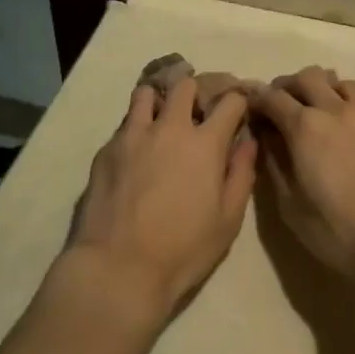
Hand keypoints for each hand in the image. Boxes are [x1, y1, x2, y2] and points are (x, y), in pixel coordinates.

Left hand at [65, 76, 257, 322]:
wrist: (118, 268)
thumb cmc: (182, 249)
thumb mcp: (228, 220)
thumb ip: (241, 174)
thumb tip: (248, 142)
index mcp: (204, 143)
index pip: (229, 101)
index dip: (237, 102)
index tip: (237, 112)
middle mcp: (169, 127)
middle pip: (184, 85)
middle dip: (195, 93)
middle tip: (196, 115)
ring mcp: (133, 135)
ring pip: (146, 93)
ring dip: (159, 102)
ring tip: (161, 123)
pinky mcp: (106, 149)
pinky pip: (125, 125)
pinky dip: (136, 130)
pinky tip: (136, 156)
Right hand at [249, 67, 354, 277]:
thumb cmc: (338, 230)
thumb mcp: (291, 206)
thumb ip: (275, 164)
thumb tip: (266, 138)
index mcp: (305, 127)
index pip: (272, 97)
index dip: (257, 98)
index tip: (250, 106)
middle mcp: (336, 110)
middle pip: (308, 76)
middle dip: (289, 85)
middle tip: (282, 105)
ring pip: (341, 82)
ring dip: (324, 89)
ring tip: (319, 112)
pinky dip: (349, 108)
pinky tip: (351, 134)